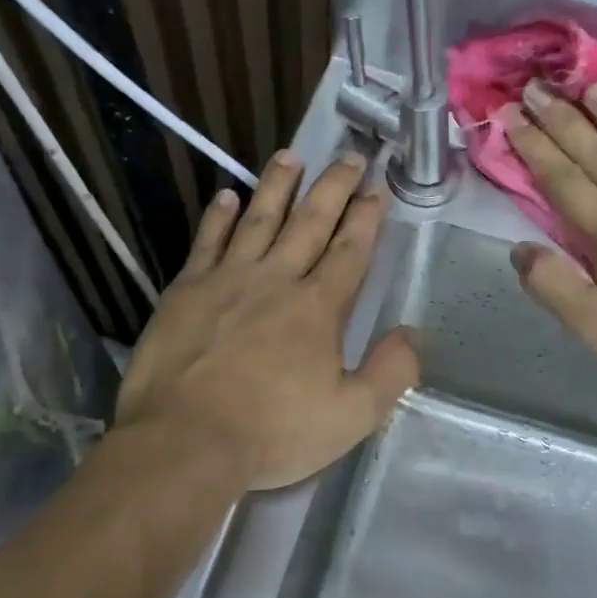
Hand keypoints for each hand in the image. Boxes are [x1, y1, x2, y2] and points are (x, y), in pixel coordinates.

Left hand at [116, 150, 418, 489]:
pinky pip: (206, 242)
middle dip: (333, 188)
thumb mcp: (352, 416)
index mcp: (318, 308)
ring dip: (278, 186)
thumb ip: (390, 373)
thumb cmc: (274, 432)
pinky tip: (227, 196)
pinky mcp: (185, 292)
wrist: (185, 442)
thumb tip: (411, 335)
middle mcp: (276, 280)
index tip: (376, 190)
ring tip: (291, 156)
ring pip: (258, 220)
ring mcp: (226, 280)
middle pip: (309, 223)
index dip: (366, 219)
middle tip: (349, 156)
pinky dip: (218, 217)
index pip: (350, 251)